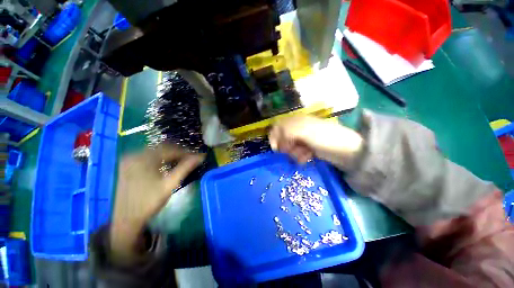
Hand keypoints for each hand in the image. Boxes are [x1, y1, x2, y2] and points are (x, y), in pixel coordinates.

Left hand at [110, 145, 204, 262]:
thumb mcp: (170, 184)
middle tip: (190, 158)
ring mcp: (130, 159)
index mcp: (143, 159)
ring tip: (182, 161)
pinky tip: (167, 164)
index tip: (197, 156)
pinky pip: (148, 156)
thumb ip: (186, 168)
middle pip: (162, 148)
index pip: (170, 149)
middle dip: (179, 152)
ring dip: (170, 154)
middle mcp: (134, 155)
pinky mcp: (128, 165)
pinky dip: (161, 158)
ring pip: (156, 151)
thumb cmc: (149, 202)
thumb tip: (201, 156)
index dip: (186, 152)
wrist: (126, 219)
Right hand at [269, 115, 363, 170]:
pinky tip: (308, 157)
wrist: (348, 152)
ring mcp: (303, 139)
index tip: (276, 148)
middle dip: (286, 147)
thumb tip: (276, 142)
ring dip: (294, 153)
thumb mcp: (304, 131)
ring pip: (289, 148)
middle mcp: (298, 129)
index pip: (278, 126)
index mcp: (296, 121)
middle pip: (282, 138)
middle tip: (292, 150)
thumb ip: (286, 131)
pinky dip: (301, 157)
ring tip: (305, 154)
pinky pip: (297, 153)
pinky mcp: (308, 148)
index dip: (274, 136)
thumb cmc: (325, 138)